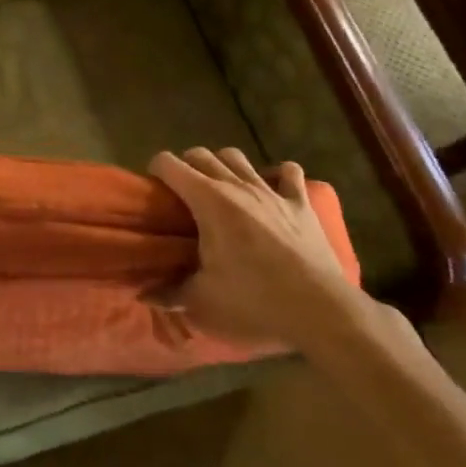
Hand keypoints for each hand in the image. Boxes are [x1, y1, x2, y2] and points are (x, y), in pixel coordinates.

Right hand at [151, 147, 365, 354]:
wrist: (321, 312)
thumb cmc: (254, 302)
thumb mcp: (202, 302)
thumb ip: (169, 294)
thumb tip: (145, 295)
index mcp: (208, 201)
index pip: (169, 164)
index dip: (155, 171)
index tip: (152, 190)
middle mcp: (237, 186)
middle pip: (202, 155)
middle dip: (186, 166)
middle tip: (182, 193)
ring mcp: (272, 192)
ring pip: (239, 158)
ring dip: (224, 165)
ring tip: (221, 187)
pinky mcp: (301, 205)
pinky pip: (289, 174)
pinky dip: (277, 175)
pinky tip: (272, 189)